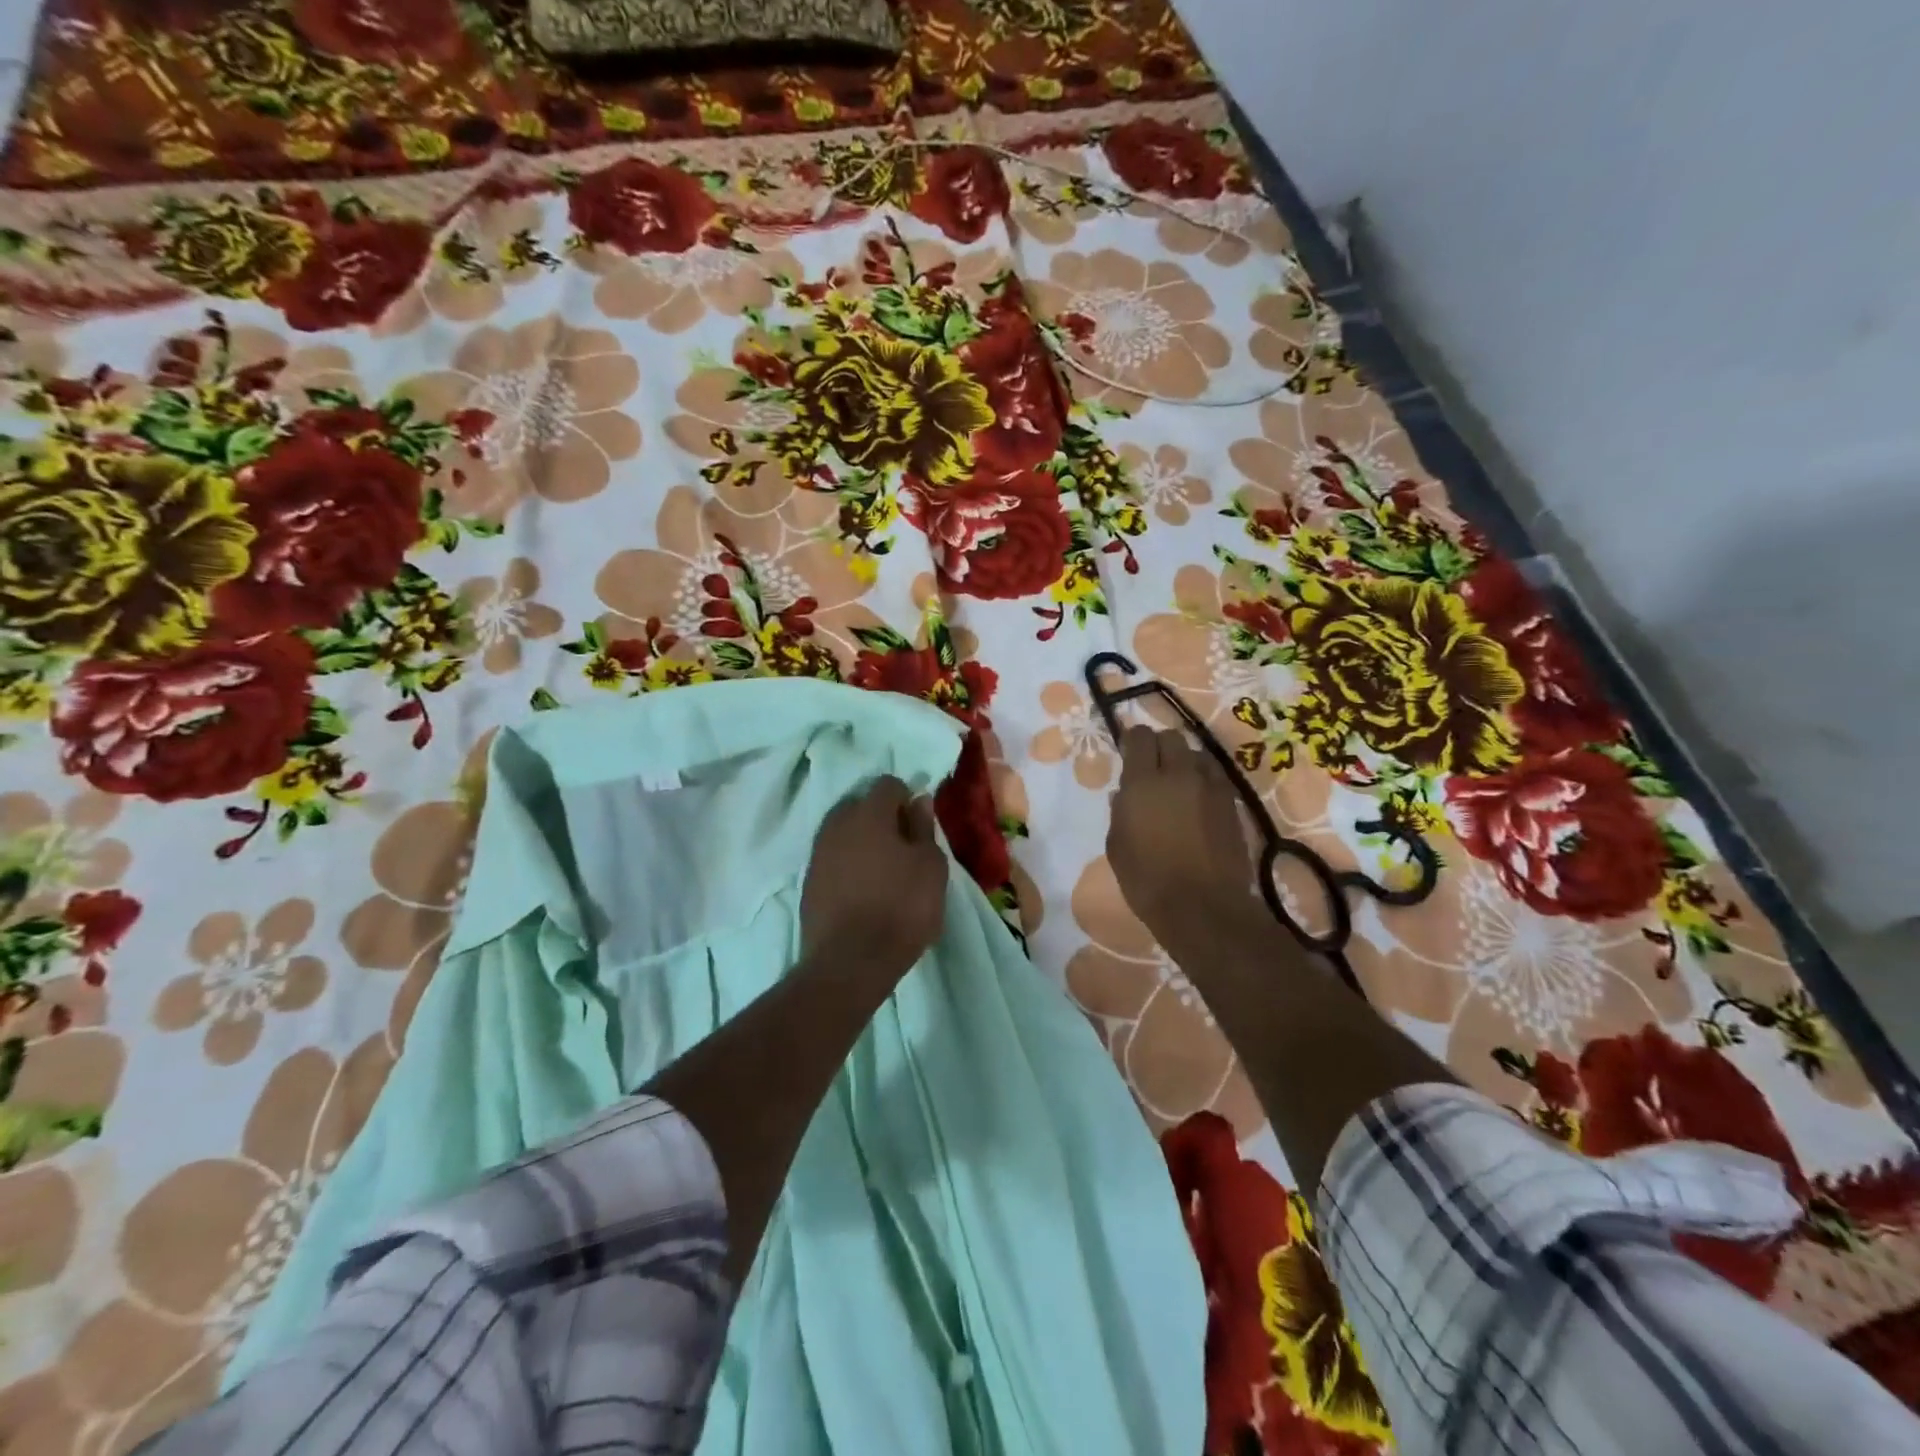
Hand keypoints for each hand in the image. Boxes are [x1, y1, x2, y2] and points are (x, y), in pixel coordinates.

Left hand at [801, 776, 947, 978]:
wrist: (850, 962)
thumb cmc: (901, 908)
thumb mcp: (931, 867)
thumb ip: (923, 828)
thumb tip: (918, 800)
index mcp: (868, 813)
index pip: (888, 784)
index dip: (907, 800)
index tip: (919, 827)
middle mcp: (837, 824)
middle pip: (862, 806)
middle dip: (882, 819)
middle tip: (903, 850)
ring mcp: (818, 853)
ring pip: (845, 833)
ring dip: (863, 843)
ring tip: (884, 873)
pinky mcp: (809, 881)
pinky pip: (834, 859)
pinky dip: (849, 866)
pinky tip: (864, 892)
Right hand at [1107, 725, 1263, 952]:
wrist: (1203, 907)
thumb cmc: (1148, 880)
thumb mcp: (1117, 846)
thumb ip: (1119, 812)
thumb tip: (1124, 794)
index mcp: (1143, 782)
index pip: (1140, 737)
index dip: (1133, 740)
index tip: (1129, 753)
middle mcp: (1178, 774)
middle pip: (1172, 737)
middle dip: (1160, 746)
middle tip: (1153, 767)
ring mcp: (1210, 787)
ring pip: (1198, 754)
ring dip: (1185, 761)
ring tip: (1180, 783)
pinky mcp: (1231, 803)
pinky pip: (1216, 776)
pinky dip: (1205, 780)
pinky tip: (1199, 801)